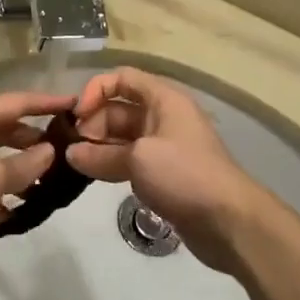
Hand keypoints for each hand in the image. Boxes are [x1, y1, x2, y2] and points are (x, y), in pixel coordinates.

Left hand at [0, 90, 74, 246]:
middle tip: (66, 151)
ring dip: (19, 168)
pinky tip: (16, 210)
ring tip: (47, 185)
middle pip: (8, 127)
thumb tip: (50, 151)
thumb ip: (28, 164)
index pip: (21, 101)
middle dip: (36, 140)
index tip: (77, 105)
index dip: (50, 102)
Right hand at [66, 67, 267, 274]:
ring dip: (97, 146)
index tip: (76, 116)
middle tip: (71, 147)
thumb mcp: (138, 158)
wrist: (228, 220)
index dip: (95, 90)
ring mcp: (163, 146)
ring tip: (74, 163)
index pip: (122, 78)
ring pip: (121, 136)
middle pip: (118, 108)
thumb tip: (71, 154)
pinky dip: (110, 164)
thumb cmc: (184, 175)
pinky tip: (91, 176)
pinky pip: (129, 159)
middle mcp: (163, 116)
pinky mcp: (162, 173)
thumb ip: (100, 154)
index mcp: (163, 99)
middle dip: (92, 123)